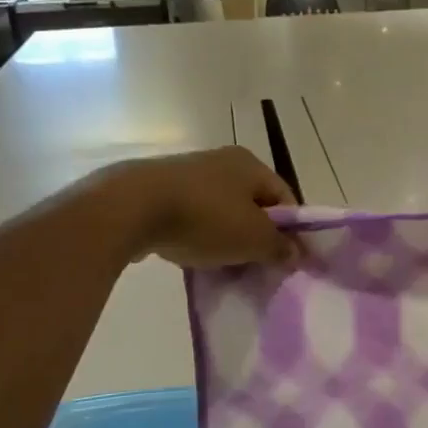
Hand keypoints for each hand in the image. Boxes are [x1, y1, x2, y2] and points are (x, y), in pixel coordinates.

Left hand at [105, 147, 298, 267]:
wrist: (130, 207)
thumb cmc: (205, 218)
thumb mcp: (253, 238)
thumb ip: (279, 247)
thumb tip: (296, 253)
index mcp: (251, 164)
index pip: (284, 197)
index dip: (291, 229)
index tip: (286, 259)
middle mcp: (222, 161)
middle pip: (252, 204)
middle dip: (256, 236)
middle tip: (255, 265)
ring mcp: (188, 173)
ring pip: (221, 211)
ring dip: (226, 237)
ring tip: (222, 265)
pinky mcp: (158, 190)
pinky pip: (190, 216)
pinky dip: (197, 235)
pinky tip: (191, 255)